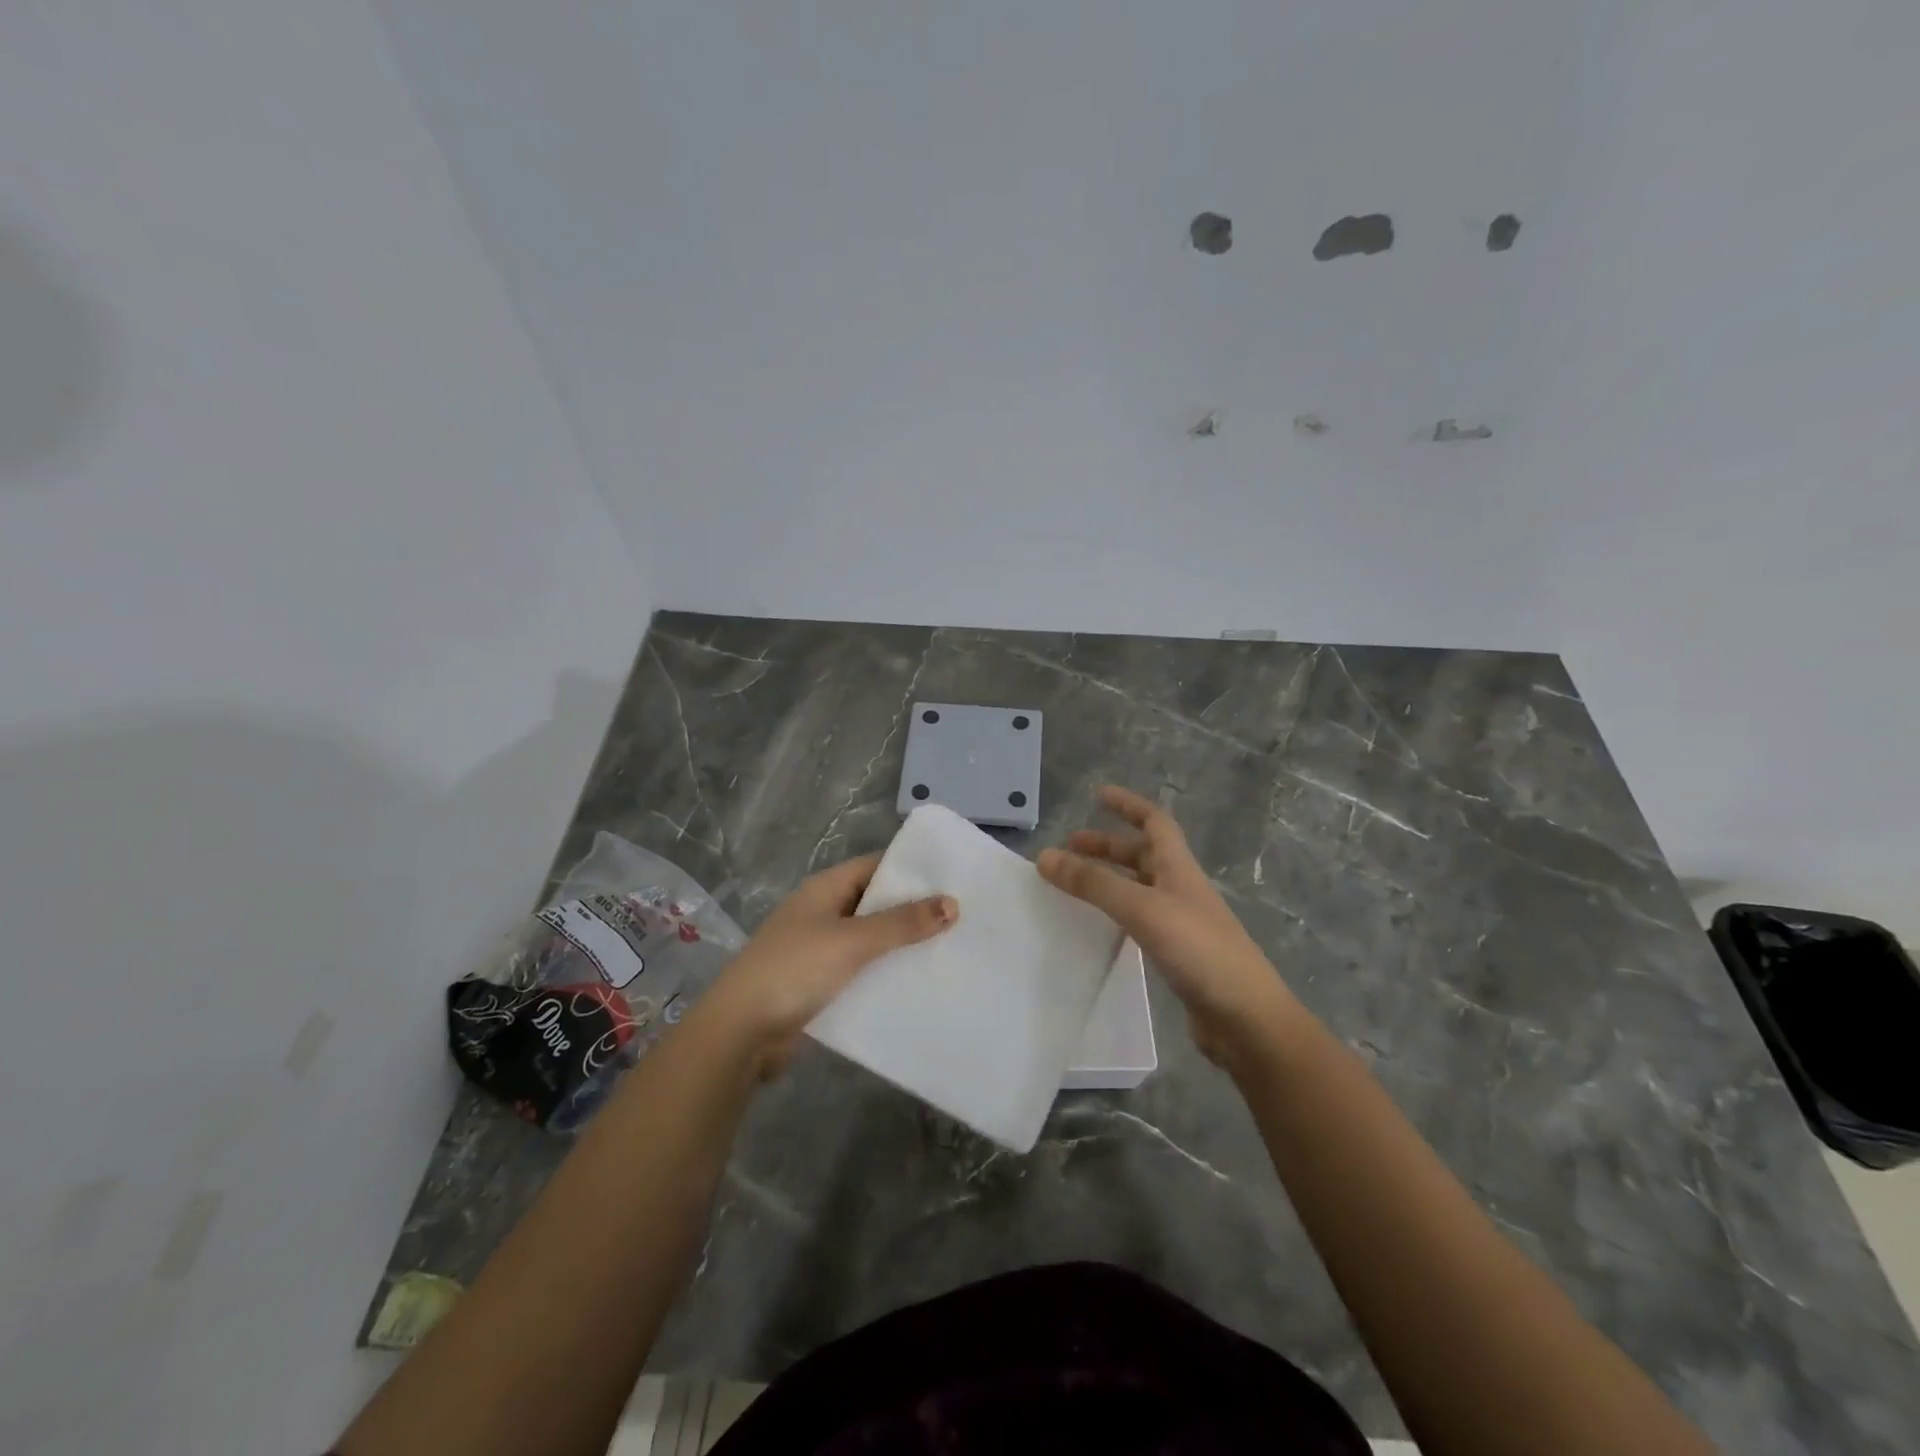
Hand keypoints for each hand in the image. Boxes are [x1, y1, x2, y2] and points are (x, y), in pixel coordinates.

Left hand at [699, 854, 956, 1075]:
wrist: (740, 1033)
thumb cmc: (794, 970)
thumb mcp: (852, 941)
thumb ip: (902, 923)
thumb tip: (952, 903)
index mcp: (825, 889)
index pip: (876, 866)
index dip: (912, 870)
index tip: (954, 878)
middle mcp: (822, 912)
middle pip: (875, 903)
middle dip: (914, 910)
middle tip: (963, 917)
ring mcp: (819, 949)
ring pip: (870, 940)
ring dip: (901, 946)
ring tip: (951, 949)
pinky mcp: (820, 983)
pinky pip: (861, 971)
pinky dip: (885, 974)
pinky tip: (918, 984)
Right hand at [1039, 785, 1298, 1065]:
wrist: (1247, 1019)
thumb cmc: (1200, 951)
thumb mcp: (1143, 909)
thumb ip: (1094, 884)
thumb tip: (1045, 856)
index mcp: (1178, 868)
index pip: (1154, 822)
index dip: (1128, 804)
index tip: (1097, 794)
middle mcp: (1181, 889)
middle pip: (1143, 854)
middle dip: (1107, 846)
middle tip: (1070, 849)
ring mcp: (1181, 923)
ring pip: (1139, 888)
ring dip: (1109, 880)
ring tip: (1075, 886)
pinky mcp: (1177, 954)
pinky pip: (1139, 921)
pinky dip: (1116, 914)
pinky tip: (1098, 927)